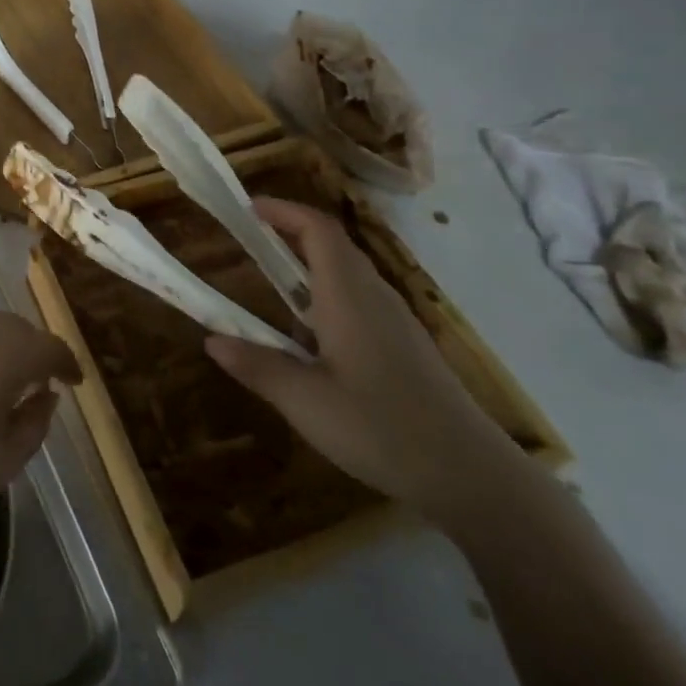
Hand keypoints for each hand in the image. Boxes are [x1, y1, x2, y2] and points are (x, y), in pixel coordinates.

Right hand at [205, 200, 523, 522]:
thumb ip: (258, 366)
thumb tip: (212, 340)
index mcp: (348, 297)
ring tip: (272, 283)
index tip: (247, 208)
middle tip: (250, 239)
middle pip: (334, 245)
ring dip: (309, 264)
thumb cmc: (382, 429)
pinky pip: (360, 299)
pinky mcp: (407, 347)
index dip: (283, 210)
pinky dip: (327, 294)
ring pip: (349, 273)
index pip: (318, 230)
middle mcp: (374, 297)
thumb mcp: (306, 402)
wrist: (472, 476)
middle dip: (291, 232)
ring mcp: (396, 322)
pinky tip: (313, 335)